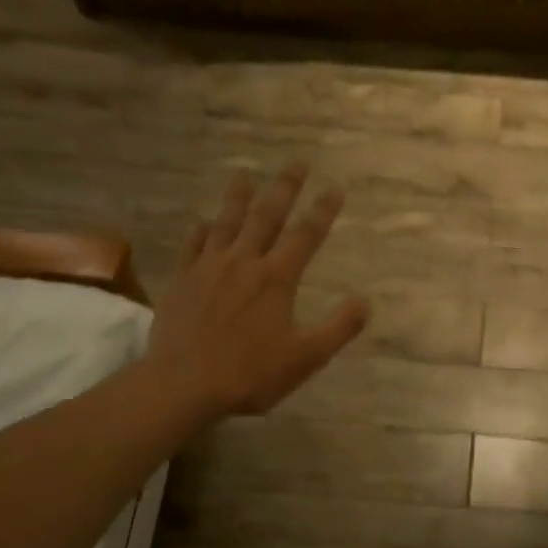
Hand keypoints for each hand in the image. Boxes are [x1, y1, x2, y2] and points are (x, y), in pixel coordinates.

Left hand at [145, 165, 367, 425]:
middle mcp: (243, 262)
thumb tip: (365, 301)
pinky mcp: (182, 280)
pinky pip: (193, 245)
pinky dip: (202, 230)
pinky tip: (204, 222)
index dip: (322, 210)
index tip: (335, 187)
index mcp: (276, 279)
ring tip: (245, 173)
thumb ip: (339, 328)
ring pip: (226, 222)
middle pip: (267, 216)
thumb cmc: (251, 374)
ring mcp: (208, 268)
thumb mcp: (306, 358)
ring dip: (239, 197)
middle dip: (284, 188)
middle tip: (296, 162)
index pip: (305, 235)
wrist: (184, 384)